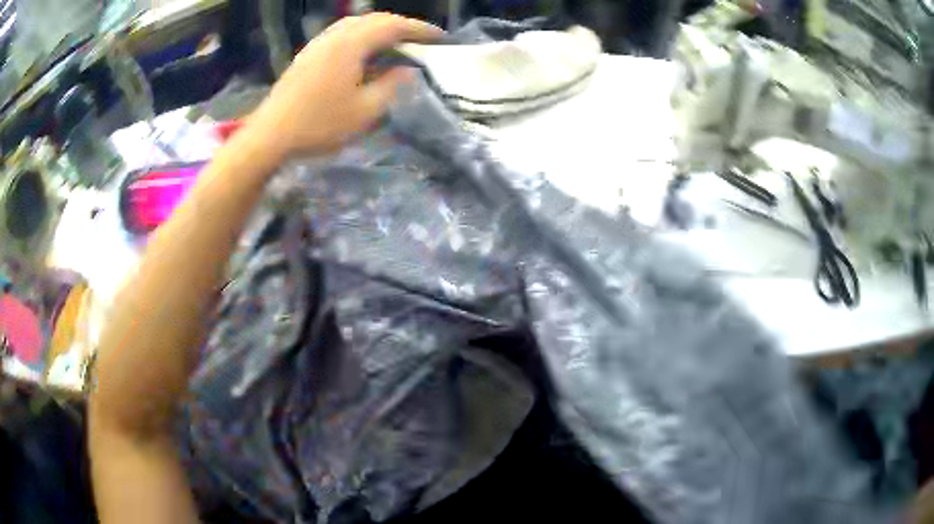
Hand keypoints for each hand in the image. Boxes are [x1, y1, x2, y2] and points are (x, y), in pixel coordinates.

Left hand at [248, 13, 442, 158]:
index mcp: (352, 43)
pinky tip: (364, 53)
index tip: (440, 38)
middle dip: (402, 26)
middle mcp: (335, 35)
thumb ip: (392, 85)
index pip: (393, 25)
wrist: (271, 134)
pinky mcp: (309, 53)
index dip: (420, 29)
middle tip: (421, 41)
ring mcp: (319, 42)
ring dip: (380, 29)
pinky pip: (342, 34)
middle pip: (375, 19)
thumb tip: (408, 69)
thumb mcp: (365, 110)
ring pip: (356, 24)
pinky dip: (362, 36)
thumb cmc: (320, 124)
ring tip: (396, 45)